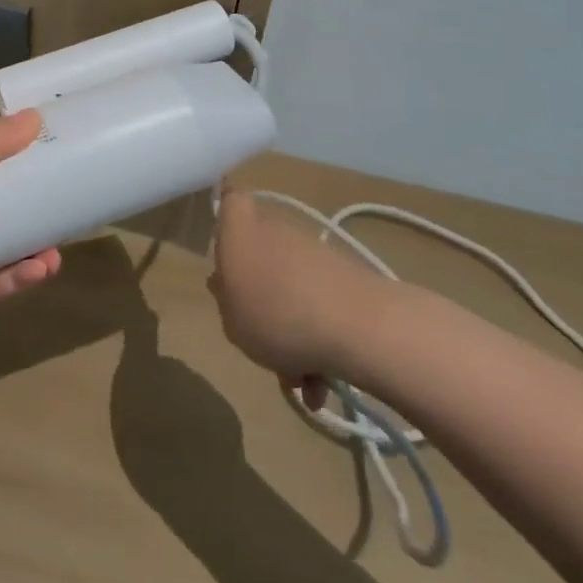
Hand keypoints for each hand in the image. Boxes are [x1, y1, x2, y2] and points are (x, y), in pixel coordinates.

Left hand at [0, 111, 61, 352]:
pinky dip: (25, 273)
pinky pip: (4, 279)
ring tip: (61, 241)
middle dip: (33, 198)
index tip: (51, 142)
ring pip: (7, 243)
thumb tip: (34, 116)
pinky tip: (46, 267)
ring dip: (35, 240)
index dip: (13, 149)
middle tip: (68, 193)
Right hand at [208, 190, 375, 406]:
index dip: (227, 211)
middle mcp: (275, 231)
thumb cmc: (276, 316)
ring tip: (299, 379)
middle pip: (260, 253)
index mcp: (240, 231)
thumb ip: (225, 300)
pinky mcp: (345, 275)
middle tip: (259, 337)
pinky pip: (318, 305)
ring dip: (291, 330)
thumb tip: (226, 283)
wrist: (357, 326)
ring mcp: (313, 251)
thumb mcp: (231, 321)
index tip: (225, 238)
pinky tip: (322, 383)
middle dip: (259, 296)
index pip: (230, 199)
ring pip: (290, 287)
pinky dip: (318, 339)